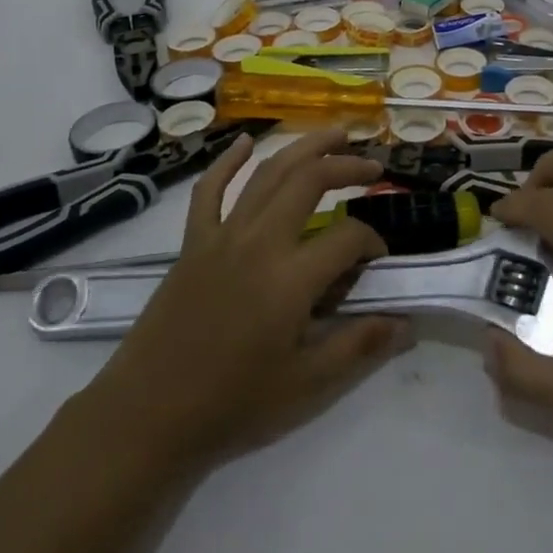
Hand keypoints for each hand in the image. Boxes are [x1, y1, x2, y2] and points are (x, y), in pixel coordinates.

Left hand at [84, 129, 406, 467]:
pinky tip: (245, 142)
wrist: (146, 417)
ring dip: (304, 148)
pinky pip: (209, 191)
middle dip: (347, 167)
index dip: (372, 242)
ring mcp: (222, 236)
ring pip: (267, 174)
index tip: (378, 260)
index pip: (348, 237)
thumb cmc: (231, 405)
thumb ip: (358, 346)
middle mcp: (259, 242)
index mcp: (290, 278)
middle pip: (309, 180)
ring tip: (335, 135)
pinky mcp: (193, 243)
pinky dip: (227, 162)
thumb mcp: (305, 386)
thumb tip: (406, 322)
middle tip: (373, 168)